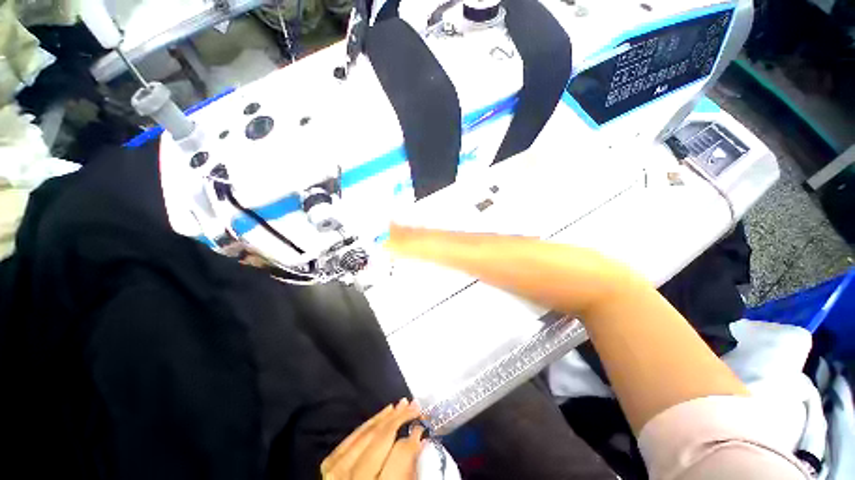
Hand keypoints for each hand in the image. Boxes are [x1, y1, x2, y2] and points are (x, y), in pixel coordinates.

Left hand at [321, 398, 425, 479]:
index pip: (400, 455)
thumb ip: (410, 472)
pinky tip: (379, 416)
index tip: (421, 426)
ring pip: (365, 435)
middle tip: (414, 405)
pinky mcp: (328, 468)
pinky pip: (350, 438)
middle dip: (400, 418)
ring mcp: (337, 474)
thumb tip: (419, 440)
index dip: (412, 437)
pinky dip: (366, 425)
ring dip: (385, 417)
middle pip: (381, 440)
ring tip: (401, 404)